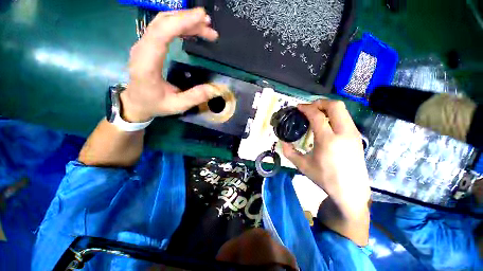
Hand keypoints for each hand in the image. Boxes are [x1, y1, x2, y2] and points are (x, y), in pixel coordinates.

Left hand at [121, 8, 219, 121]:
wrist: (135, 102)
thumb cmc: (154, 104)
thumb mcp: (177, 105)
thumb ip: (195, 97)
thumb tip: (215, 89)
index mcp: (147, 64)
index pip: (161, 33)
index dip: (181, 22)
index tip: (202, 18)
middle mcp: (142, 49)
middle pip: (163, 22)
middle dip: (187, 19)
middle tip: (209, 25)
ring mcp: (143, 45)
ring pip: (163, 22)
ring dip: (185, 21)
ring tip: (205, 28)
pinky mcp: (148, 45)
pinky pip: (163, 28)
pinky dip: (179, 25)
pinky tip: (192, 31)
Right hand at [282, 100, 370, 219]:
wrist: (351, 191)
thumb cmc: (325, 178)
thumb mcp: (302, 166)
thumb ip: (289, 152)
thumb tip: (282, 141)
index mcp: (328, 140)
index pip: (317, 116)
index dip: (306, 108)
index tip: (298, 107)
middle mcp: (344, 133)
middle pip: (335, 106)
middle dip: (320, 102)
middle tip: (308, 107)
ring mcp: (353, 134)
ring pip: (343, 110)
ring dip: (327, 107)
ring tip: (316, 113)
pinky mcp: (357, 136)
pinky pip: (345, 117)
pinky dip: (334, 114)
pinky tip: (326, 123)